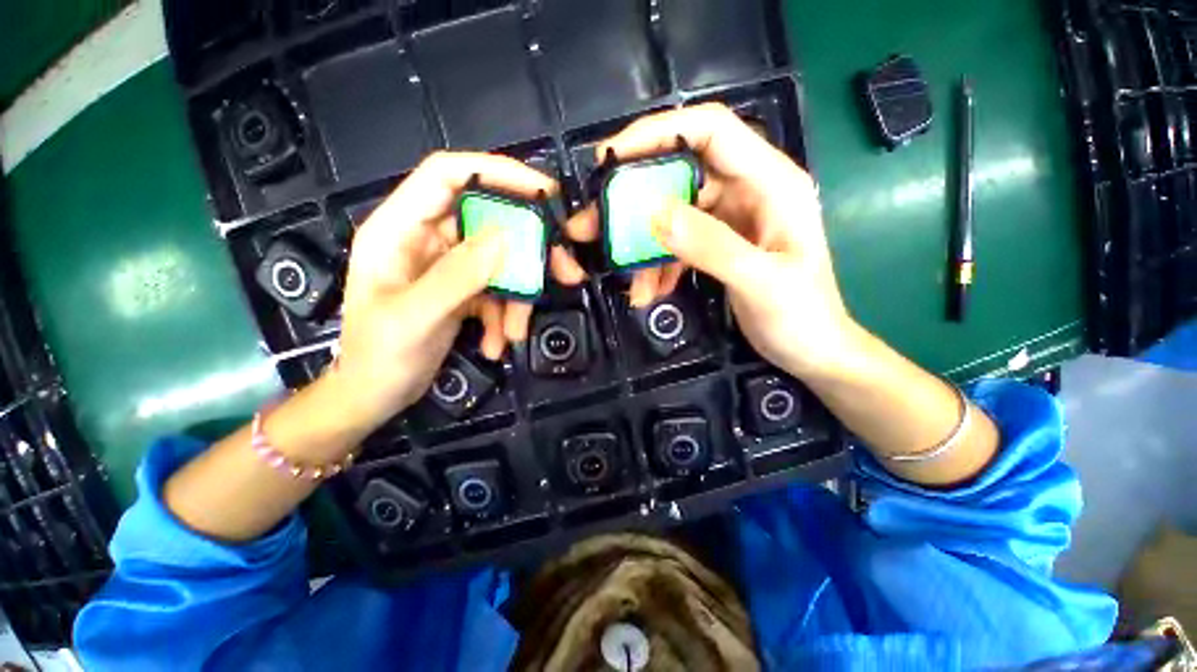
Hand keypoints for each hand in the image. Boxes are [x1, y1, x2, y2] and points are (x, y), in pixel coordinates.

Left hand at [333, 152, 585, 428]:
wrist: (375, 396)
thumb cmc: (378, 357)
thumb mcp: (415, 317)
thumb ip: (458, 275)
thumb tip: (506, 237)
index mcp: (399, 228)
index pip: (448, 175)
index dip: (496, 172)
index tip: (544, 191)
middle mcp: (426, 238)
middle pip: (489, 221)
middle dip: (528, 248)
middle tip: (564, 269)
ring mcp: (447, 265)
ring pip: (500, 261)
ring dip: (518, 295)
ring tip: (516, 332)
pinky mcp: (463, 289)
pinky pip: (497, 289)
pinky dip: (504, 315)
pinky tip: (497, 342)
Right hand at [564, 104, 855, 378]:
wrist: (812, 351)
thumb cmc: (801, 316)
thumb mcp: (760, 281)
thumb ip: (711, 246)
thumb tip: (654, 214)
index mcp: (771, 182)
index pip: (711, 130)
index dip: (659, 133)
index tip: (611, 157)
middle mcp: (748, 190)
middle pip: (680, 173)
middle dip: (635, 198)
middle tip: (594, 223)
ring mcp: (730, 218)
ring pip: (672, 214)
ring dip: (643, 244)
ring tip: (628, 278)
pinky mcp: (717, 244)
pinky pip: (677, 243)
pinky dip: (658, 264)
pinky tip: (650, 289)